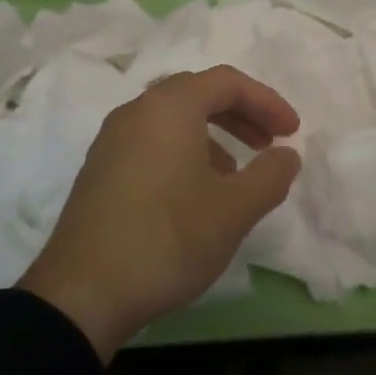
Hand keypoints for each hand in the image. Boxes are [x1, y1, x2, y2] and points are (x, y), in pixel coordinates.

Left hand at [18, 66, 301, 359]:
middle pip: (196, 94)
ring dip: (212, 135)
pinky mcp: (99, 171)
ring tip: (235, 175)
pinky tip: (195, 195)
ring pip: (172, 120)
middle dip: (239, 114)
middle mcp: (136, 112)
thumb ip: (270, 175)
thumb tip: (287, 155)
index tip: (292, 132)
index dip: (266, 101)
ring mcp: (111, 141)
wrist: (83, 293)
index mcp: (169, 107)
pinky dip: (183, 153)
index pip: (226, 82)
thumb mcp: (234, 210)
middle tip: (268, 143)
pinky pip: (151, 143)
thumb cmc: (168, 239)